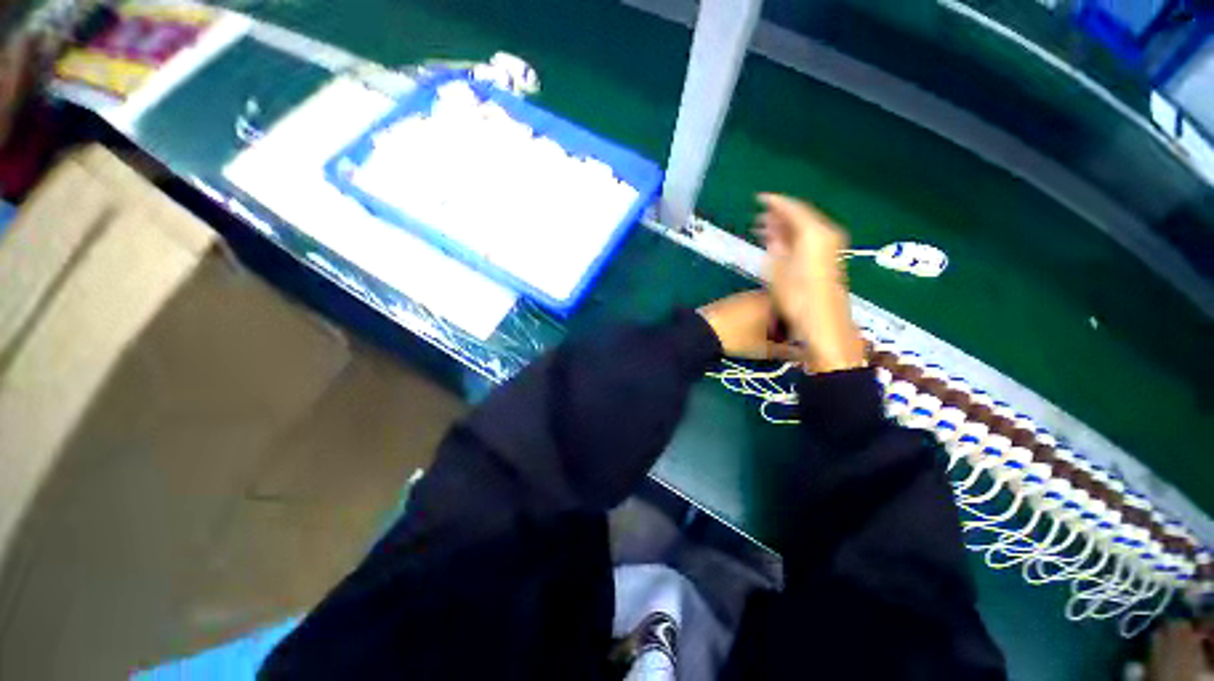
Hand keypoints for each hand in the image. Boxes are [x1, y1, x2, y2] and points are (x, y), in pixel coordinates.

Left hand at [697, 290, 798, 360]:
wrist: (702, 329)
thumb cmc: (737, 338)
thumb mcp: (764, 349)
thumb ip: (788, 352)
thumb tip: (806, 355)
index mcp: (774, 301)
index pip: (796, 313)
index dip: (797, 330)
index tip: (794, 344)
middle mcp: (762, 293)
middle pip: (781, 309)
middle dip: (783, 326)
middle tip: (778, 342)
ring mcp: (746, 294)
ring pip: (767, 308)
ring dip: (769, 322)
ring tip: (763, 338)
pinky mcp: (733, 298)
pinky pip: (753, 307)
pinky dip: (756, 317)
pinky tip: (749, 330)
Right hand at [756, 193, 865, 372]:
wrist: (823, 322)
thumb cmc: (798, 297)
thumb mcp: (778, 269)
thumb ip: (776, 244)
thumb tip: (772, 231)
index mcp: (814, 233)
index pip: (793, 208)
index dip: (775, 202)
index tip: (760, 198)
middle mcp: (826, 235)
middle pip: (801, 216)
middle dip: (779, 215)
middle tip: (759, 216)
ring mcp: (830, 246)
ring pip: (805, 227)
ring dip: (785, 227)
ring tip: (765, 229)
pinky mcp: (829, 258)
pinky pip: (809, 238)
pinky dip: (794, 237)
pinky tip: (780, 242)